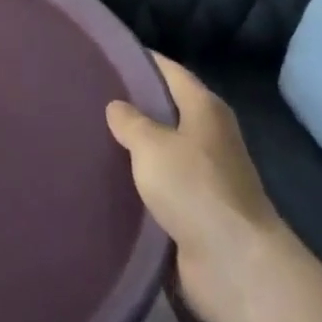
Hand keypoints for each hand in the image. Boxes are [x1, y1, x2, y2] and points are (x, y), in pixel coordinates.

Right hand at [107, 54, 284, 321]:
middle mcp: (209, 137)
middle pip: (166, 110)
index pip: (170, 71)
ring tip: (90, 136)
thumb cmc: (194, 188)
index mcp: (205, 109)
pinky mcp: (197, 212)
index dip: (141, 60)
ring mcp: (206, 177)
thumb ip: (130, 121)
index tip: (107, 55)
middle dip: (132, 106)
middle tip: (87, 97)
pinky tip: (107, 180)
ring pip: (161, 151)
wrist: (234, 266)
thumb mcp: (152, 144)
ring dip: (134, 149)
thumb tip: (116, 107)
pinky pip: (161, 188)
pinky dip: (139, 184)